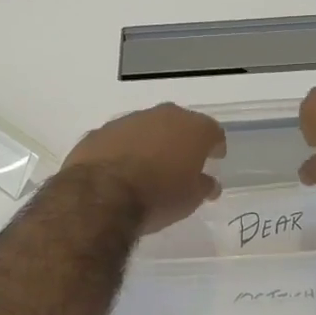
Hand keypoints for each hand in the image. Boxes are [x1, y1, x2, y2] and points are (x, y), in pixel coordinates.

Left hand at [61, 104, 224, 231]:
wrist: (101, 194)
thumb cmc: (158, 196)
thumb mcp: (191, 199)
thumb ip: (203, 186)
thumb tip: (209, 183)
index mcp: (192, 128)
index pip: (212, 131)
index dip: (215, 145)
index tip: (215, 158)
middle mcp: (163, 115)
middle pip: (179, 123)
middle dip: (182, 139)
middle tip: (183, 160)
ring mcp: (129, 120)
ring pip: (147, 127)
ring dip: (151, 142)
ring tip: (149, 167)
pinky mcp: (101, 131)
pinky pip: (120, 138)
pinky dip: (124, 149)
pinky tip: (120, 169)